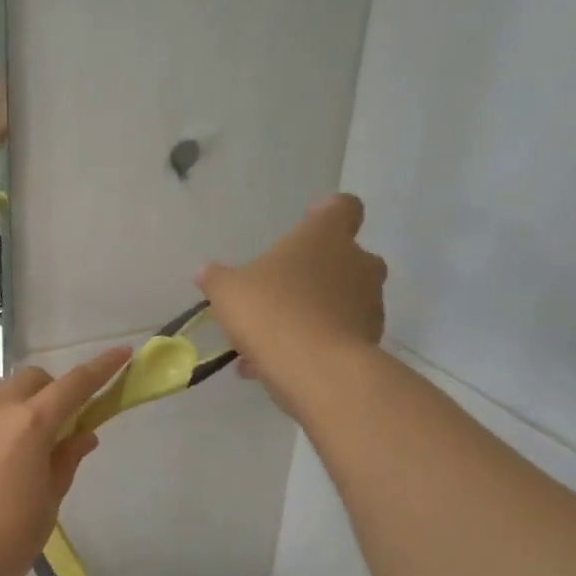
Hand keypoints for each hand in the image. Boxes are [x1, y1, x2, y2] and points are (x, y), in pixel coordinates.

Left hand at [0, 347, 132, 575]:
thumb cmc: (9, 537)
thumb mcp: (49, 500)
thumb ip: (66, 459)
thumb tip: (83, 434)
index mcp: (31, 424)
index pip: (74, 384)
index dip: (101, 368)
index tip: (121, 354)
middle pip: (30, 379)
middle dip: (48, 391)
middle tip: (52, 424)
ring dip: (9, 411)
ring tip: (4, 452)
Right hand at [194, 193, 387, 410]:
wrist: (315, 368)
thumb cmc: (271, 310)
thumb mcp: (227, 291)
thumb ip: (216, 278)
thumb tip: (205, 271)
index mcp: (325, 236)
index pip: (343, 207)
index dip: (325, 215)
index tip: (306, 226)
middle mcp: (357, 262)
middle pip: (347, 257)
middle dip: (319, 272)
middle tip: (284, 289)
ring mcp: (369, 303)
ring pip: (342, 300)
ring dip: (314, 311)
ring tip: (271, 338)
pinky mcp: (370, 340)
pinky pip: (338, 334)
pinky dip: (315, 343)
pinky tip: (278, 363)